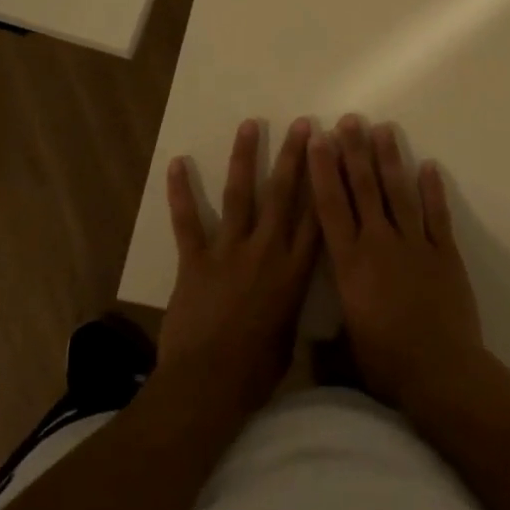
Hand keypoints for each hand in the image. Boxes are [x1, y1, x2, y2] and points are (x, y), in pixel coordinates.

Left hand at [156, 117, 319, 420]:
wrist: (208, 385)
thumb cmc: (255, 372)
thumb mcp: (288, 338)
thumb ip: (291, 306)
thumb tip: (293, 295)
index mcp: (294, 272)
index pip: (317, 217)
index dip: (326, 181)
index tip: (332, 152)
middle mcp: (266, 251)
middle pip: (283, 194)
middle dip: (293, 156)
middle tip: (301, 124)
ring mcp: (229, 251)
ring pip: (240, 194)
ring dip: (245, 157)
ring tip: (249, 125)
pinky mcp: (195, 259)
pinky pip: (187, 220)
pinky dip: (180, 192)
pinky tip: (177, 163)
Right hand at [309, 115, 485, 413]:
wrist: (442, 374)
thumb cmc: (387, 365)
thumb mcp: (345, 355)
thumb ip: (325, 346)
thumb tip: (307, 350)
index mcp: (350, 264)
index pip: (331, 207)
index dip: (324, 170)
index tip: (319, 140)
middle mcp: (379, 244)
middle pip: (365, 189)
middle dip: (355, 152)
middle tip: (350, 120)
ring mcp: (415, 245)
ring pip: (400, 192)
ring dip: (390, 159)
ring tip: (384, 129)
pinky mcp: (445, 254)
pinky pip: (437, 215)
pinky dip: (433, 189)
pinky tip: (428, 166)